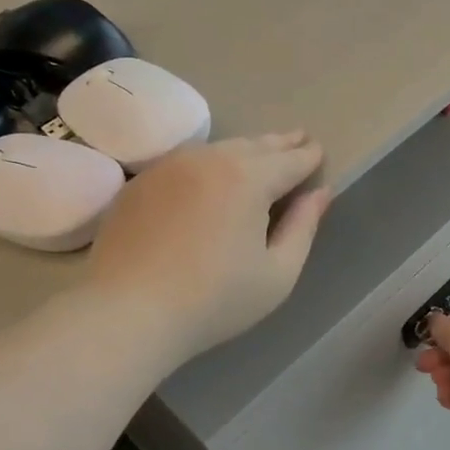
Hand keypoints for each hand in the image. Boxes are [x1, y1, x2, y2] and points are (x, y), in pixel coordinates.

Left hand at [87, 133, 330, 360]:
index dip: (309, 157)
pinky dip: (207, 163)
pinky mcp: (140, 182)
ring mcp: (169, 166)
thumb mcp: (277, 274)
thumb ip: (303, 228)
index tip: (319, 152)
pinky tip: (211, 175)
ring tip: (260, 153)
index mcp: (248, 178)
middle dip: (280, 143)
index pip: (289, 160)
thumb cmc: (214, 300)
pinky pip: (185, 162)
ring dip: (244, 149)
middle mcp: (209, 159)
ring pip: (218, 148)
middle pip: (254, 145)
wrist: (128, 312)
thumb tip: (320, 193)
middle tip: (298, 138)